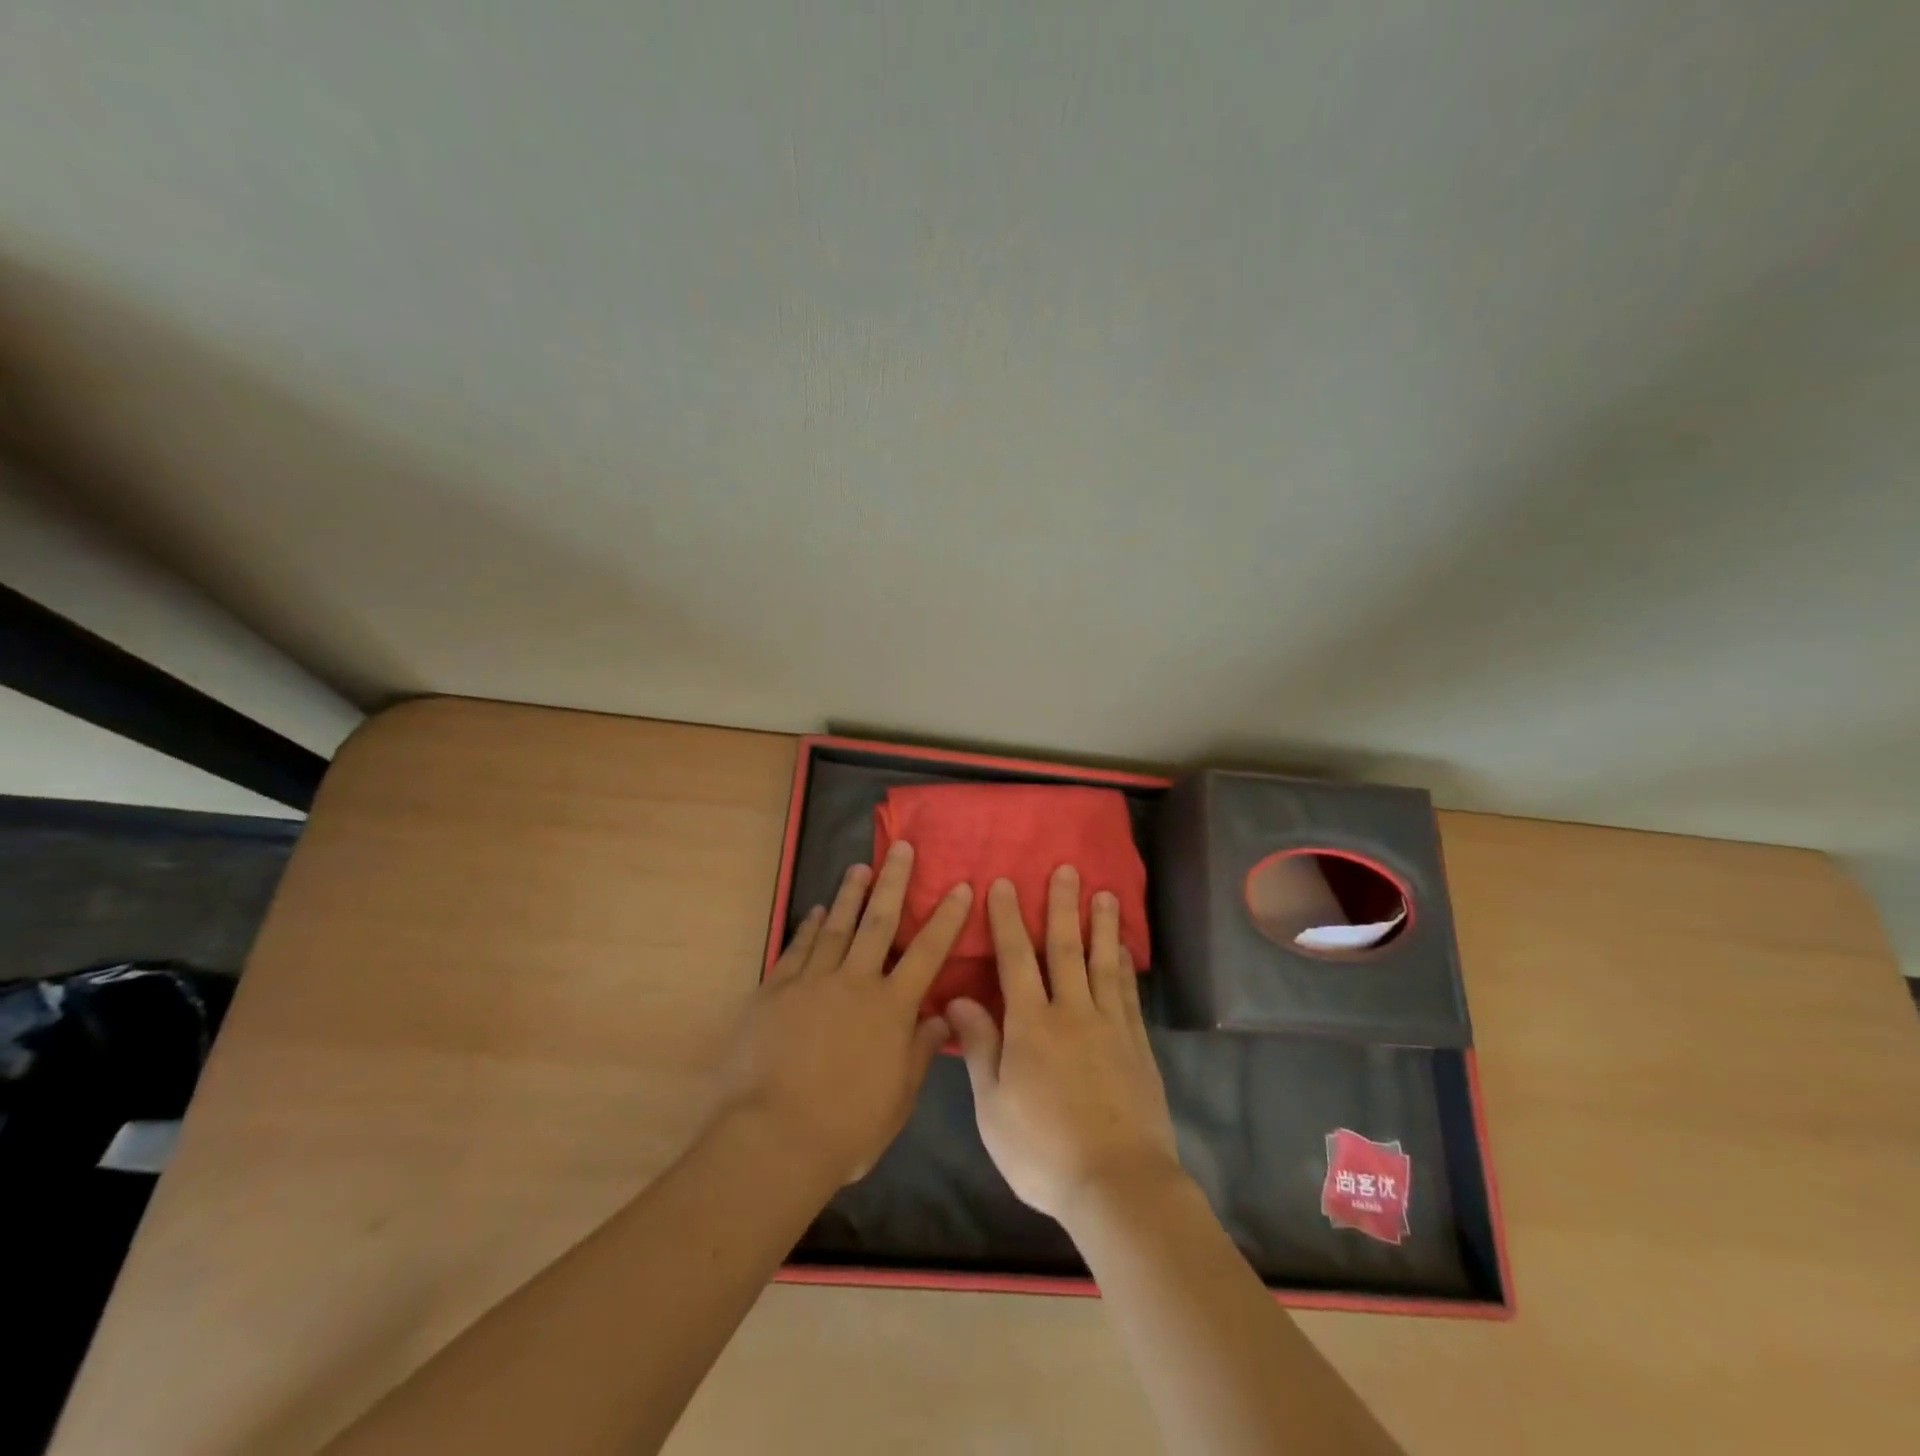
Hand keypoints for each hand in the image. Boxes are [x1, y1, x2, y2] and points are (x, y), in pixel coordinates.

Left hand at [717, 841, 969, 1185]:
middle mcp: (855, 982)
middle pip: (879, 922)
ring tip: (859, 867)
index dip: (946, 917)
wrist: (771, 1139)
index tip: (960, 886)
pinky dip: (808, 927)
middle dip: (893, 882)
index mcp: (891, 1008)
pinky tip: (816, 911)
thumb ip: (918, 1052)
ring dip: (850, 895)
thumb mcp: (897, 1100)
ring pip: (836, 926)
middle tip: (901, 848)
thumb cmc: (845, 1129)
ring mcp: (811, 982)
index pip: (928, 952)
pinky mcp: (775, 991)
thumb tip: (940, 1016)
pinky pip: (796, 949)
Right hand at [947, 866, 1182, 1224]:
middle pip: (1064, 949)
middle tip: (1066, 870)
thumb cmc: (1043, 1150)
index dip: (1008, 920)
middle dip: (1061, 907)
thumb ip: (979, 1047)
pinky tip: (1123, 949)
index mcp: (1031, 1024)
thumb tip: (957, 999)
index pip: (1015, 959)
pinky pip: (1127, 994)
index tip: (1005, 884)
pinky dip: (1123, 966)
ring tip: (1104, 893)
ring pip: (1102, 963)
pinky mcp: (1137, 1045)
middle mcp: (1072, 1012)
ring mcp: (1109, 1026)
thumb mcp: (993, 1106)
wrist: (1118, 1183)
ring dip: (1100, 925)